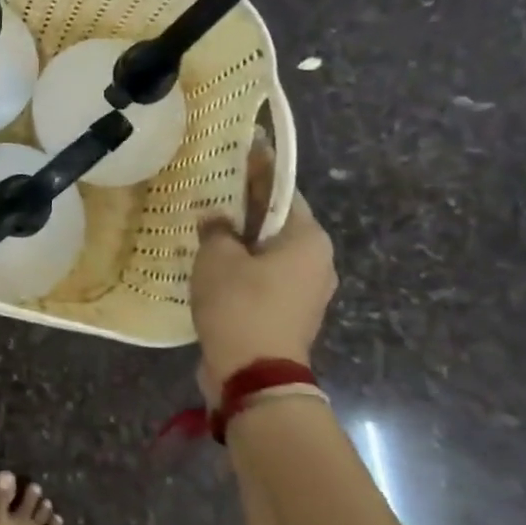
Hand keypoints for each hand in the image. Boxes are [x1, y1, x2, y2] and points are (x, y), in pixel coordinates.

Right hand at [192, 189, 336, 407]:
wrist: (254, 375)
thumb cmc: (240, 305)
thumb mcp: (217, 258)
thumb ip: (216, 230)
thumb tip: (216, 220)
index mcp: (308, 239)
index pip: (282, 190)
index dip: (258, 169)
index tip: (241, 149)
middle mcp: (317, 261)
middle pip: (277, 222)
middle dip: (246, 207)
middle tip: (214, 188)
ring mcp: (306, 291)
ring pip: (270, 252)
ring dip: (243, 240)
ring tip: (208, 225)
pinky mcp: (289, 314)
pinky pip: (265, 277)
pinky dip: (244, 267)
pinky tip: (214, 263)